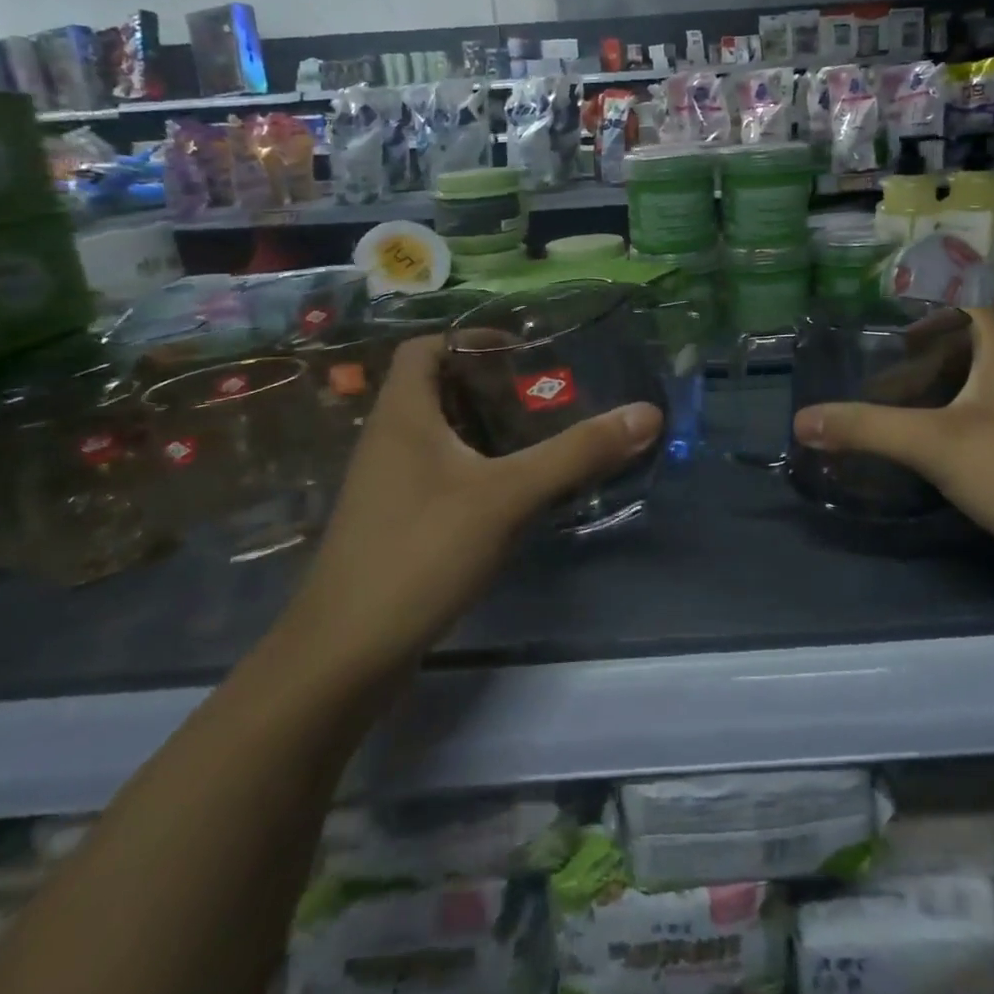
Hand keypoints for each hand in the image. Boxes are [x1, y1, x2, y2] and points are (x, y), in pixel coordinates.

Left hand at [286, 335, 660, 678]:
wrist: (346, 655)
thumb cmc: (422, 552)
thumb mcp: (509, 495)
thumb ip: (578, 452)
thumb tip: (647, 413)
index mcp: (402, 416)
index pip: (426, 347)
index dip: (472, 338)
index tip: (524, 351)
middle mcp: (389, 441)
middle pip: (438, 389)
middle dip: (492, 386)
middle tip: (546, 396)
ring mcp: (388, 486)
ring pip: (442, 436)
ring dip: (487, 429)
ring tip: (541, 437)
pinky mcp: (396, 523)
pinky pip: (441, 475)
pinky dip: (478, 469)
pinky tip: (515, 493)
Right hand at [791, 308, 993, 602]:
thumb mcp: (935, 443)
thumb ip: (867, 428)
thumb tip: (801, 420)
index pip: (963, 313)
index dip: (925, 320)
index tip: (884, 340)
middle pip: (965, 354)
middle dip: (920, 366)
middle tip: (876, 386)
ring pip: (976, 395)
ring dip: (937, 402)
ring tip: (892, 418)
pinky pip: (987, 428)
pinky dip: (955, 432)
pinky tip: (930, 457)